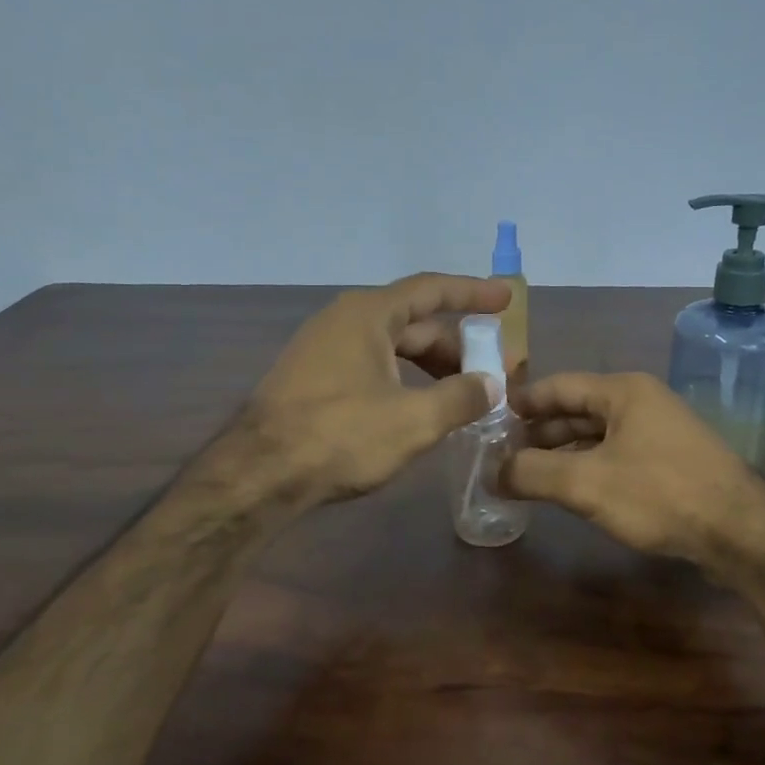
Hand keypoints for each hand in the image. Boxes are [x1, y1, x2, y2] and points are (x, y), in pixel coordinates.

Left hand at [245, 273, 510, 503]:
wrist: (259, 474)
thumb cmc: (340, 436)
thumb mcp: (414, 420)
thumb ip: (460, 398)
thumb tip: (491, 385)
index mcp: (368, 315)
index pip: (431, 290)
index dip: (472, 293)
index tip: (505, 301)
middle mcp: (344, 321)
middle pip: (413, 323)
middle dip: (455, 346)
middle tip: (490, 372)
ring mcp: (323, 350)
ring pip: (391, 349)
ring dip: (429, 367)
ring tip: (460, 397)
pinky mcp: (312, 380)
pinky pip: (371, 367)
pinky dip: (403, 380)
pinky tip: (418, 409)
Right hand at [502, 371, 764, 575]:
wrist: (740, 532)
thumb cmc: (660, 494)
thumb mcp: (586, 483)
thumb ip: (532, 473)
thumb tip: (491, 472)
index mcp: (623, 391)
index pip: (558, 386)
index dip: (522, 402)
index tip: (489, 418)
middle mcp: (642, 403)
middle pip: (577, 410)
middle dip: (539, 432)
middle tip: (500, 453)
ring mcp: (659, 433)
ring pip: (597, 436)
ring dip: (562, 453)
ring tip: (526, 475)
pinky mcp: (670, 463)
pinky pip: (616, 456)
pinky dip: (587, 468)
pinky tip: (569, 490)